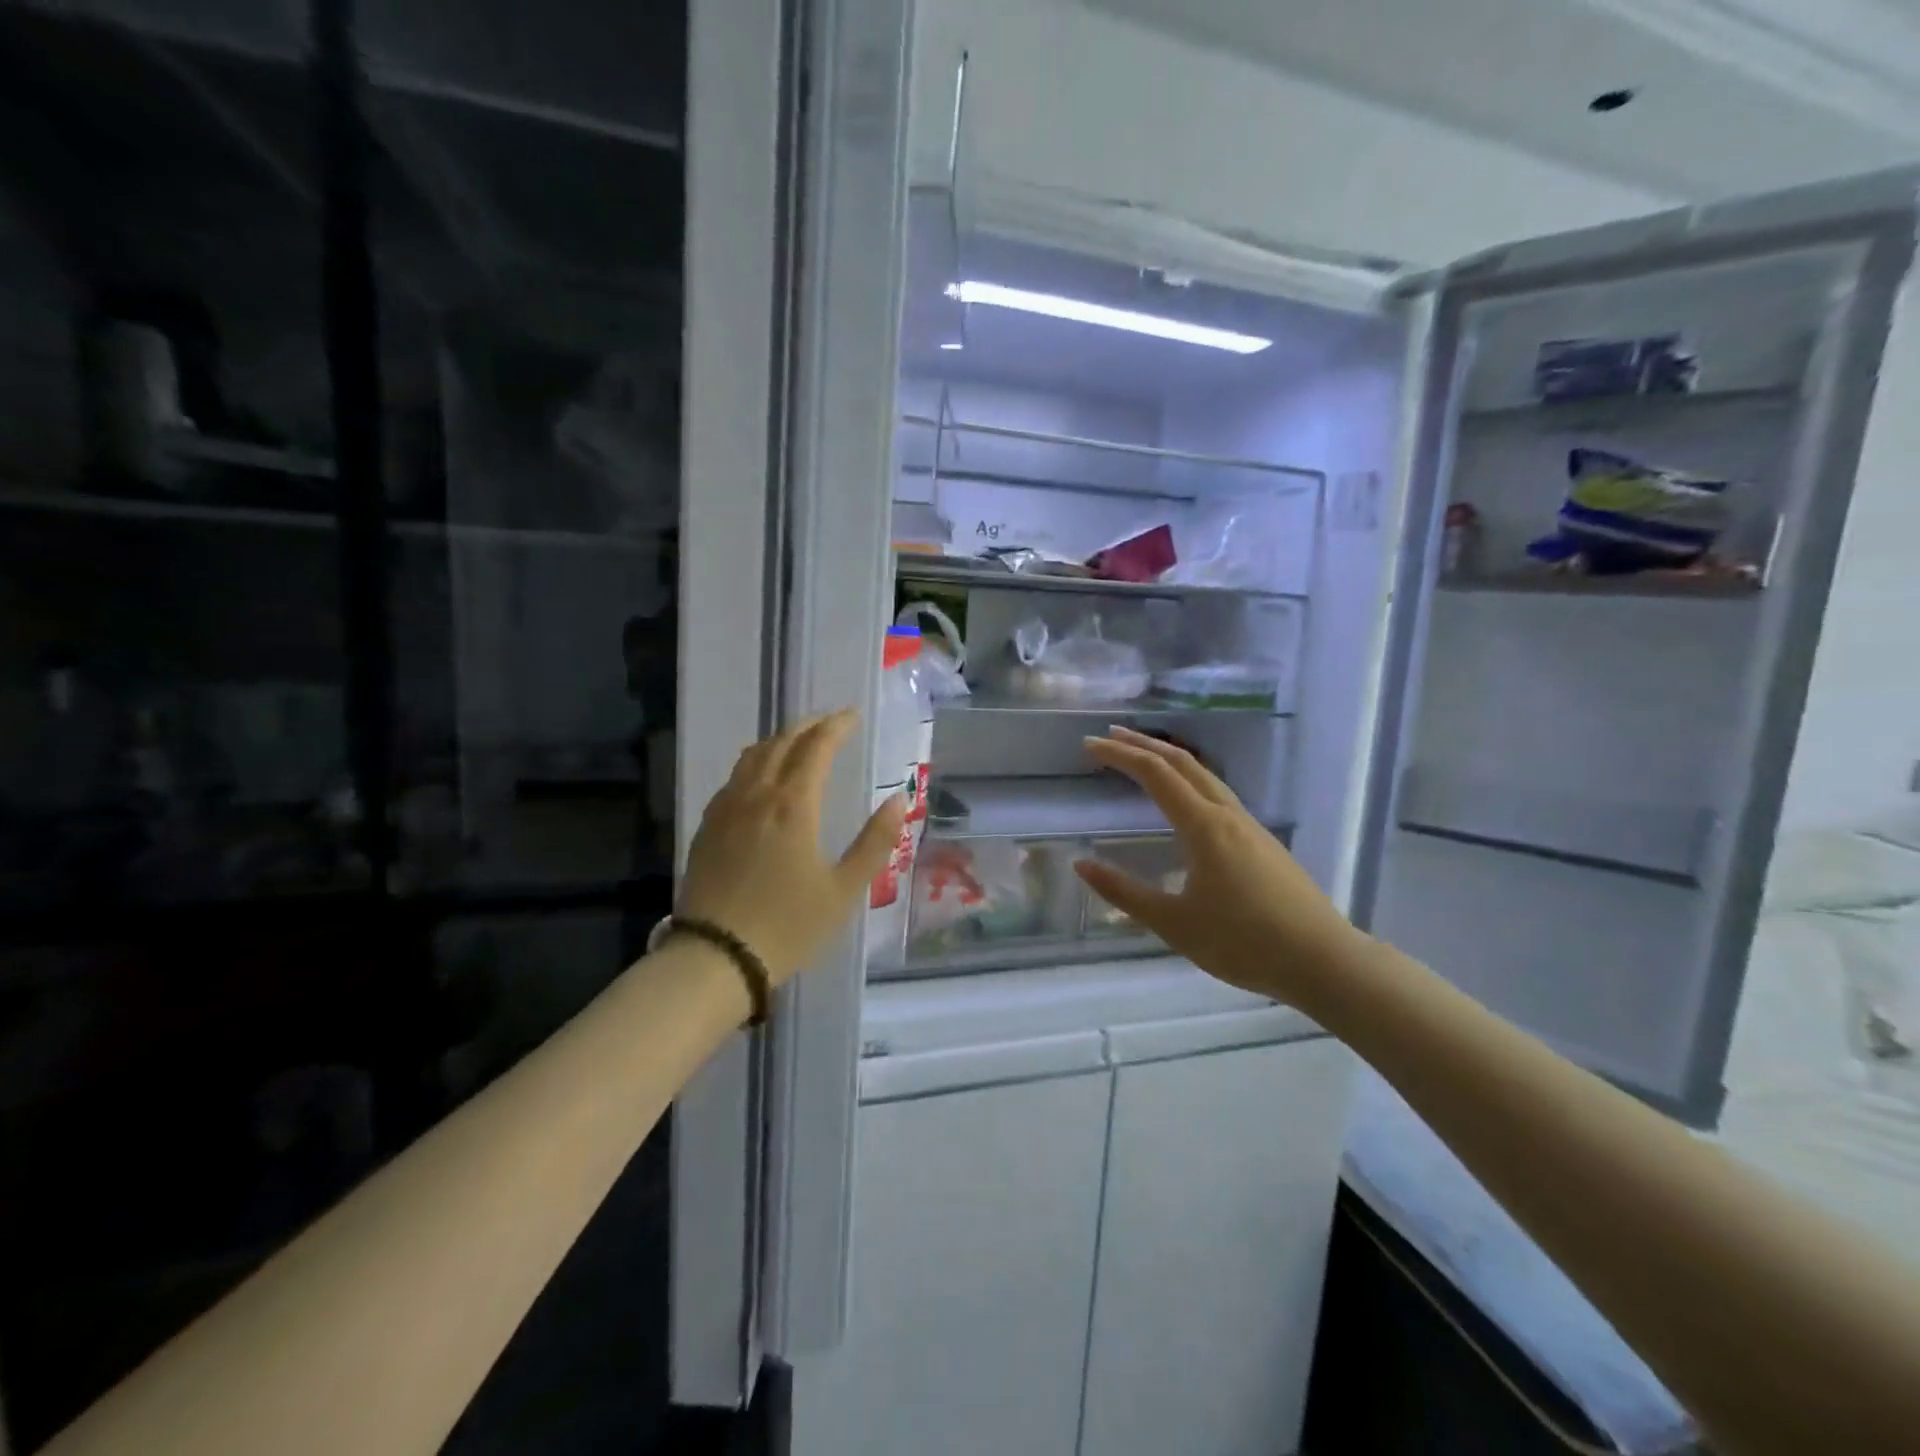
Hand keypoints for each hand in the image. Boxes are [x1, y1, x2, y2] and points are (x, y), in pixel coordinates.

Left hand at [680, 708, 905, 986]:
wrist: (715, 958)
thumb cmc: (789, 926)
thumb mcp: (844, 889)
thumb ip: (876, 841)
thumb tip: (899, 798)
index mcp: (794, 805)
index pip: (816, 747)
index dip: (836, 726)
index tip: (852, 715)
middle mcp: (757, 795)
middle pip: (782, 743)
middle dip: (808, 726)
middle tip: (830, 722)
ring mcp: (727, 809)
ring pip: (753, 757)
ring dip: (779, 740)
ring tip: (798, 741)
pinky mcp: (708, 827)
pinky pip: (734, 778)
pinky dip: (755, 763)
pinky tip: (761, 778)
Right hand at [1076, 727, 1367, 1007]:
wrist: (1322, 960)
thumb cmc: (1243, 942)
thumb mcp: (1174, 923)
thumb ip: (1124, 892)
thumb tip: (1081, 864)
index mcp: (1204, 826)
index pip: (1155, 773)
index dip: (1120, 754)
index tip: (1089, 744)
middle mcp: (1227, 814)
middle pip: (1182, 762)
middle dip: (1144, 744)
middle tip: (1110, 735)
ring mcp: (1250, 826)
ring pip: (1204, 775)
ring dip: (1169, 760)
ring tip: (1142, 758)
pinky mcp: (1263, 841)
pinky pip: (1218, 793)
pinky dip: (1189, 780)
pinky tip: (1184, 801)